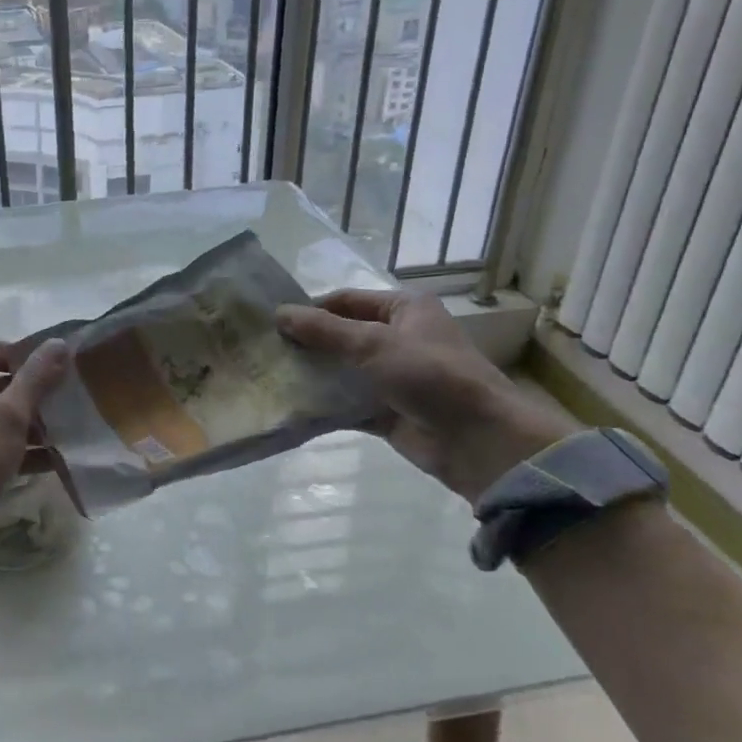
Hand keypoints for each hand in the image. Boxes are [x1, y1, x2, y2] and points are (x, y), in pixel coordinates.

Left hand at [0, 338, 70, 600]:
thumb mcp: (7, 417)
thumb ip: (36, 378)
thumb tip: (59, 343)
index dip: (34, 359)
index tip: (70, 370)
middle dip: (38, 395)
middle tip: (78, 401)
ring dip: (33, 425)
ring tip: (75, 432)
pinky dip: (20, 450)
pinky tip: (57, 460)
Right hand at [276, 290, 576, 503]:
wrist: (477, 439)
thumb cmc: (429, 374)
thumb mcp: (373, 343)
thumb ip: (324, 330)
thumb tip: (279, 313)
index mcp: (404, 310)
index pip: (347, 301)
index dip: (311, 309)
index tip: (272, 323)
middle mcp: (398, 339)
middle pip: (342, 336)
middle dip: (308, 345)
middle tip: (264, 352)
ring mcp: (393, 378)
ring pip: (343, 372)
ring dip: (313, 376)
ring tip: (270, 378)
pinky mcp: (387, 412)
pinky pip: (348, 404)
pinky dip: (325, 406)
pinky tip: (291, 407)